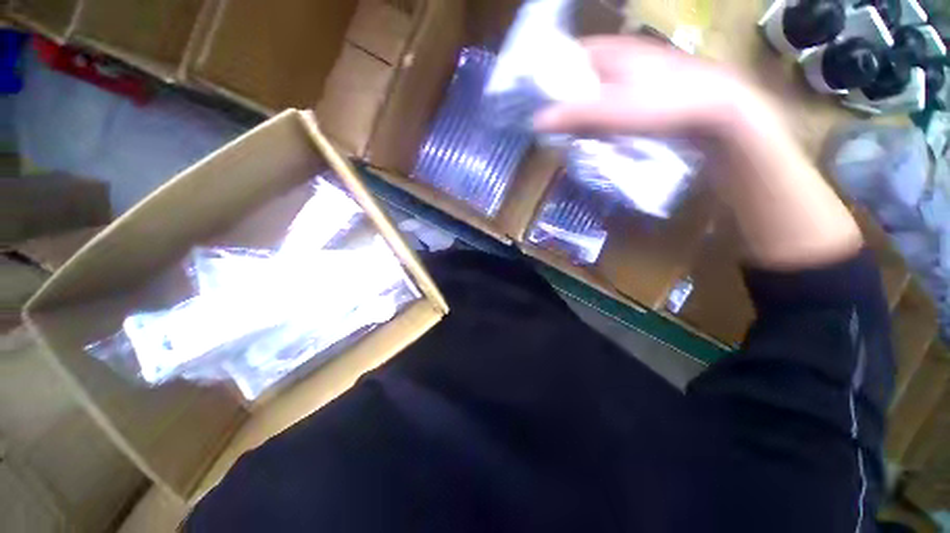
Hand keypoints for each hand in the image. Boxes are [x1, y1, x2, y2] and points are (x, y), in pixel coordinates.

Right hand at [533, 36, 762, 136]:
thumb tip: (536, 121)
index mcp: (610, 50)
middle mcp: (622, 55)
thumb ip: (572, 115)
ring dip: (586, 109)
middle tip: (557, 122)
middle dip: (568, 98)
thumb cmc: (662, 101)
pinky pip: (615, 99)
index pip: (568, 55)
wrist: (718, 107)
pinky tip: (604, 129)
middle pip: (582, 75)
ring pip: (598, 89)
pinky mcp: (648, 89)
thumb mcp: (610, 110)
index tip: (539, 100)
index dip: (551, 75)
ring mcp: (637, 72)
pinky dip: (604, 114)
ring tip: (577, 130)